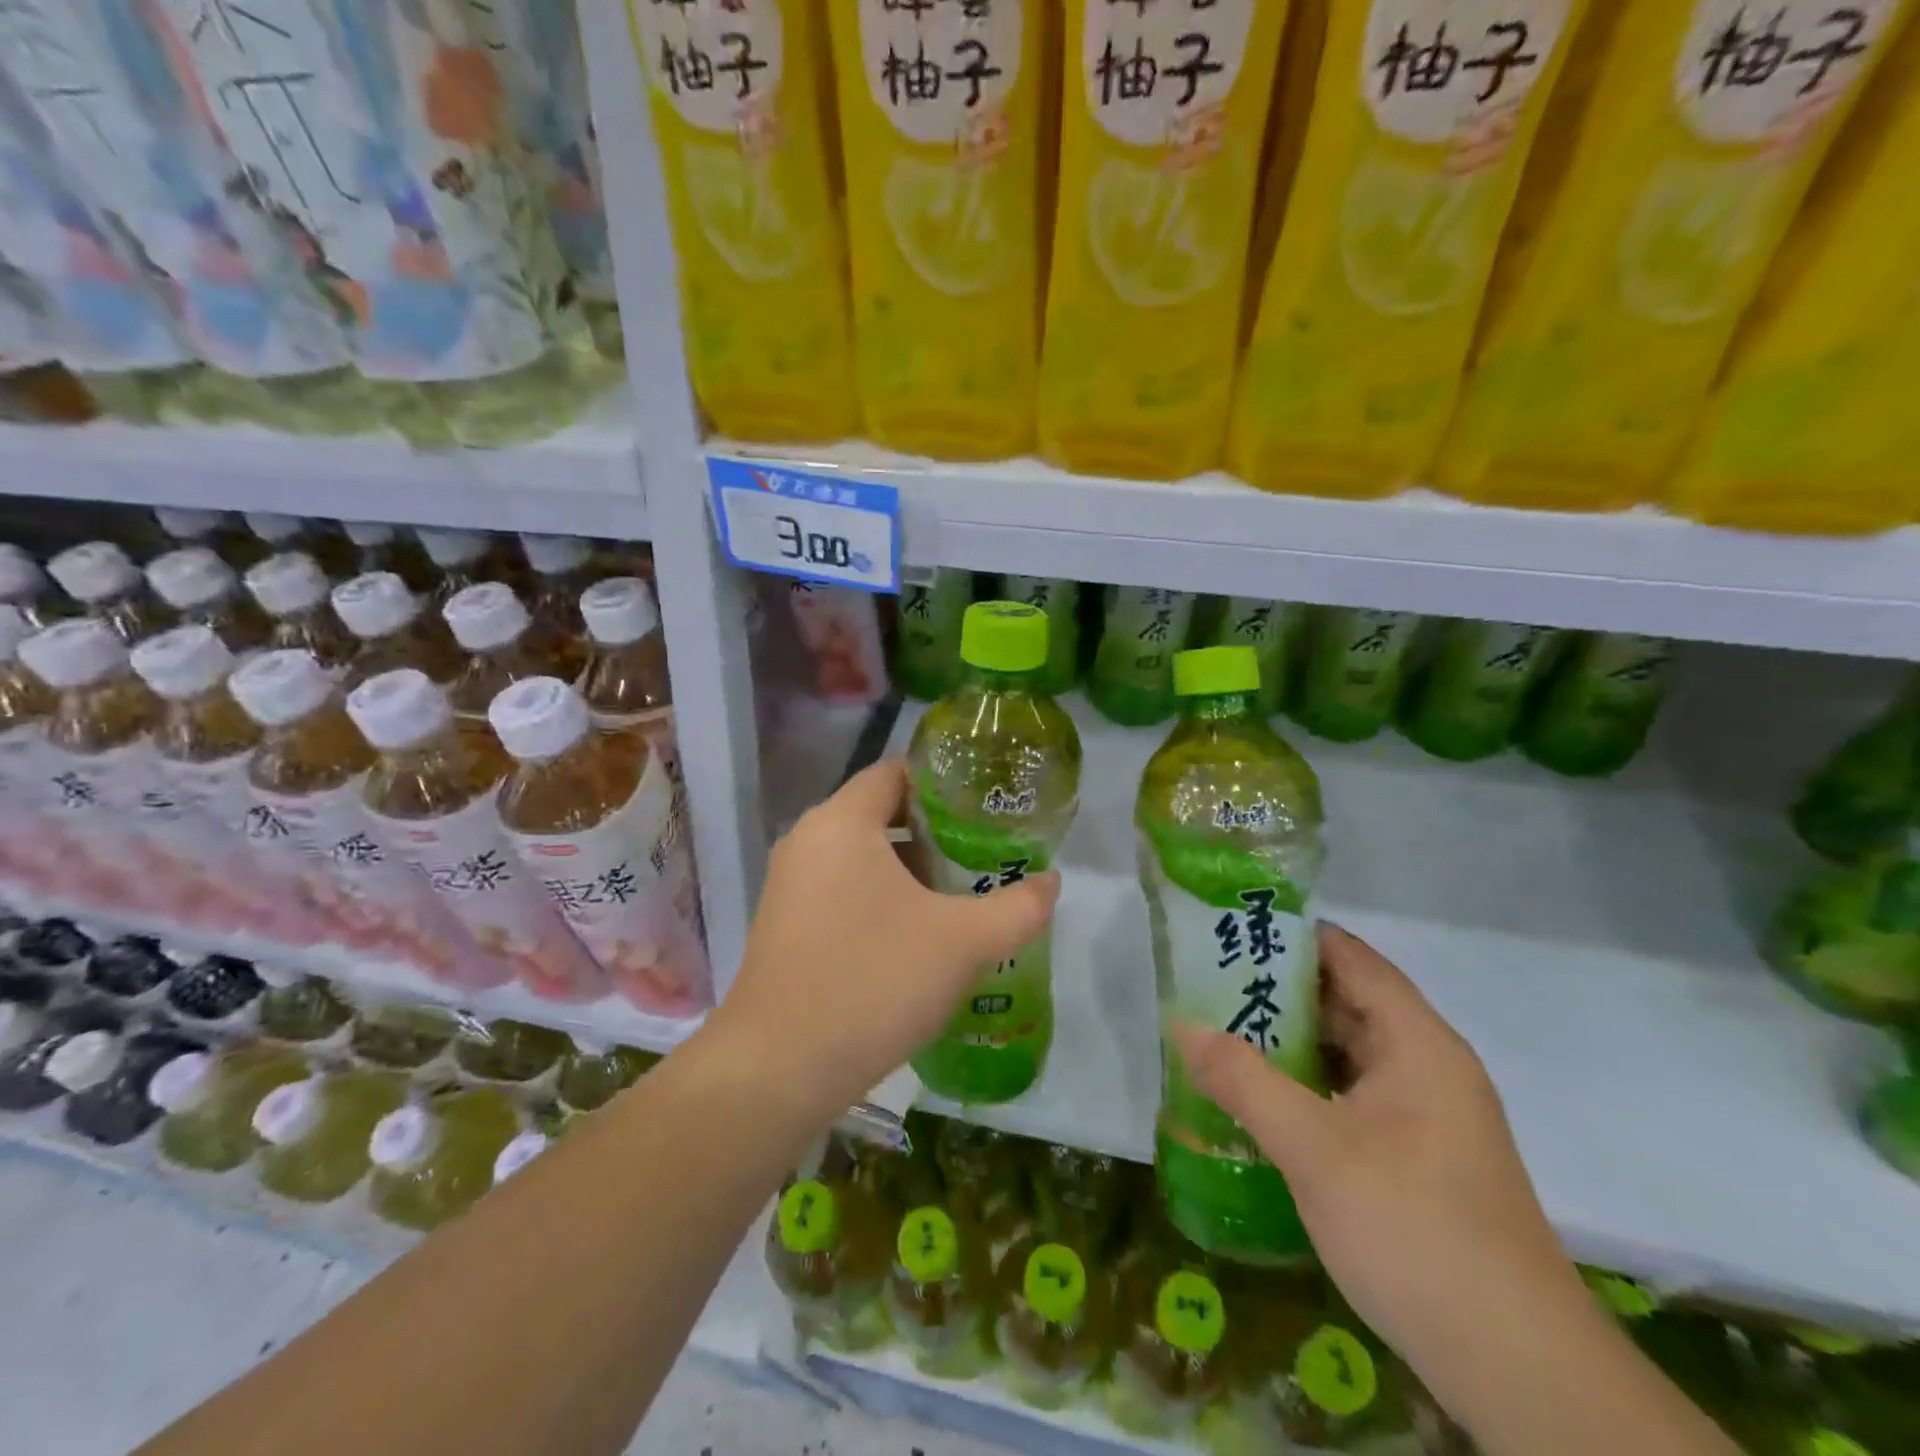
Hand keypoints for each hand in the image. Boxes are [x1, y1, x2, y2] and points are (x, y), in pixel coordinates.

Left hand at [712, 759, 1059, 1116]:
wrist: (778, 1070)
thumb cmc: (874, 982)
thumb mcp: (963, 944)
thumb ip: (1018, 907)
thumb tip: (1052, 882)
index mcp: (842, 822)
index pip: (897, 772)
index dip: (945, 783)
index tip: (986, 807)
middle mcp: (808, 840)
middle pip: (881, 812)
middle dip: (934, 832)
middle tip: (984, 853)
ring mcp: (790, 883)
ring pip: (862, 855)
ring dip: (909, 870)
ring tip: (958, 896)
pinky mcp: (785, 923)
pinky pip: (842, 888)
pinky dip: (880, 897)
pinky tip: (916, 936)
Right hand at [1171, 924, 1585, 1376]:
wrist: (1516, 1365)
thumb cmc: (1412, 1227)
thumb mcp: (1312, 1147)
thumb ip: (1242, 1079)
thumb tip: (1182, 1024)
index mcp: (1417, 1043)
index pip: (1352, 959)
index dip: (1294, 936)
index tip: (1233, 929)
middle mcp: (1429, 1066)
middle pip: (1348, 1002)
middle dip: (1279, 990)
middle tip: (1211, 982)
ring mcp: (1428, 1115)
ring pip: (1350, 1053)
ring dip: (1291, 1041)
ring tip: (1223, 1031)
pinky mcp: (1420, 1157)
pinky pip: (1354, 1096)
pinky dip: (1309, 1085)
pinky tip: (1263, 1099)